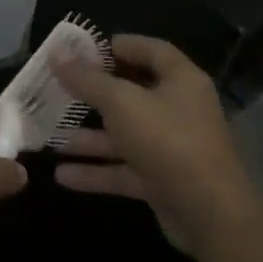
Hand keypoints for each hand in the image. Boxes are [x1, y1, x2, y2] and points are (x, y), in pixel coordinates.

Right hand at [53, 34, 256, 260]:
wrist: (210, 216)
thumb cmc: (167, 141)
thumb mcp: (121, 103)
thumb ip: (87, 79)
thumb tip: (56, 53)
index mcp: (181, 80)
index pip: (150, 50)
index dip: (118, 46)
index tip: (82, 50)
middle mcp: (179, 109)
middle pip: (133, 93)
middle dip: (94, 94)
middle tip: (59, 89)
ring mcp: (172, 147)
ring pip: (125, 135)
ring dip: (89, 137)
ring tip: (51, 135)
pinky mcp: (164, 181)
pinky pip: (125, 169)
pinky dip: (97, 171)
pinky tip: (63, 176)